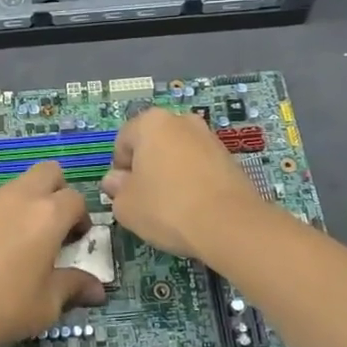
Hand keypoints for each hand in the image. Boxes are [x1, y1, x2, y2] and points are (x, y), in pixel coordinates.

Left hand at [0, 162, 105, 346]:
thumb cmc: (3, 308)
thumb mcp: (47, 305)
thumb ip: (73, 287)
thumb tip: (97, 291)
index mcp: (47, 215)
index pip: (76, 199)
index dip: (81, 218)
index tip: (75, 242)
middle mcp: (17, 198)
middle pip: (47, 172)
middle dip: (56, 192)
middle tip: (52, 228)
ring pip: (14, 188)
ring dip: (24, 205)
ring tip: (15, 245)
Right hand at [101, 106, 264, 261]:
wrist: (230, 225)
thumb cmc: (167, 208)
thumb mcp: (126, 206)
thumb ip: (116, 189)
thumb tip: (116, 181)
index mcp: (151, 122)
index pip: (123, 140)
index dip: (119, 169)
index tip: (125, 193)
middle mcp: (181, 120)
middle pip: (153, 144)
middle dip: (146, 167)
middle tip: (146, 199)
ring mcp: (209, 137)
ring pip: (178, 154)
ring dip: (170, 174)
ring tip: (172, 206)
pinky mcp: (229, 157)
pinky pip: (199, 166)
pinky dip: (193, 181)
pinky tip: (194, 207)